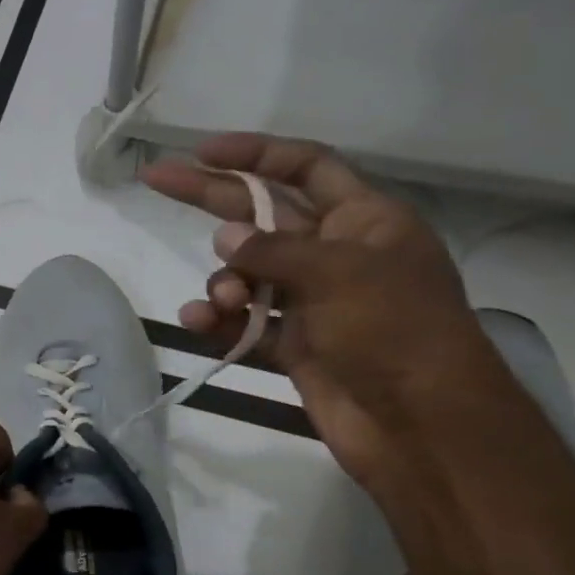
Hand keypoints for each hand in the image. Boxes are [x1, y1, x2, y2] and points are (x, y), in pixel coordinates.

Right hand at [142, 134, 512, 490]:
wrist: (419, 424)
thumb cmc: (395, 331)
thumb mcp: (339, 273)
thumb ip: (274, 250)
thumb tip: (225, 238)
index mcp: (363, 222)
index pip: (305, 169)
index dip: (255, 155)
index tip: (203, 150)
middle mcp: (334, 254)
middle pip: (260, 214)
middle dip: (209, 198)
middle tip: (155, 179)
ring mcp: (310, 301)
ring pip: (245, 275)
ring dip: (222, 282)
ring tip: (220, 301)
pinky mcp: (292, 344)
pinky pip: (243, 322)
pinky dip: (218, 321)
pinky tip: (199, 322)